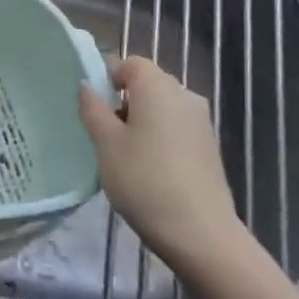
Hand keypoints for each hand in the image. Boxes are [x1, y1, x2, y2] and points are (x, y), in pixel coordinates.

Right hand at [77, 56, 242, 266]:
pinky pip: (177, 129)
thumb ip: (93, 109)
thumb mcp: (105, 144)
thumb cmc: (144, 181)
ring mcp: (202, 122)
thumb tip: (87, 86)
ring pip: (162, 108)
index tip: (95, 111)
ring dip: (141, 122)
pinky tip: (150, 172)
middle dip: (123, 102)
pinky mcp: (210, 147)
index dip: (108, 79)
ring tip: (125, 158)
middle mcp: (184, 95)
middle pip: (147, 84)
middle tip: (105, 136)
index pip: (129, 63)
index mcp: (158, 86)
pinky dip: (160, 139)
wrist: (201, 234)